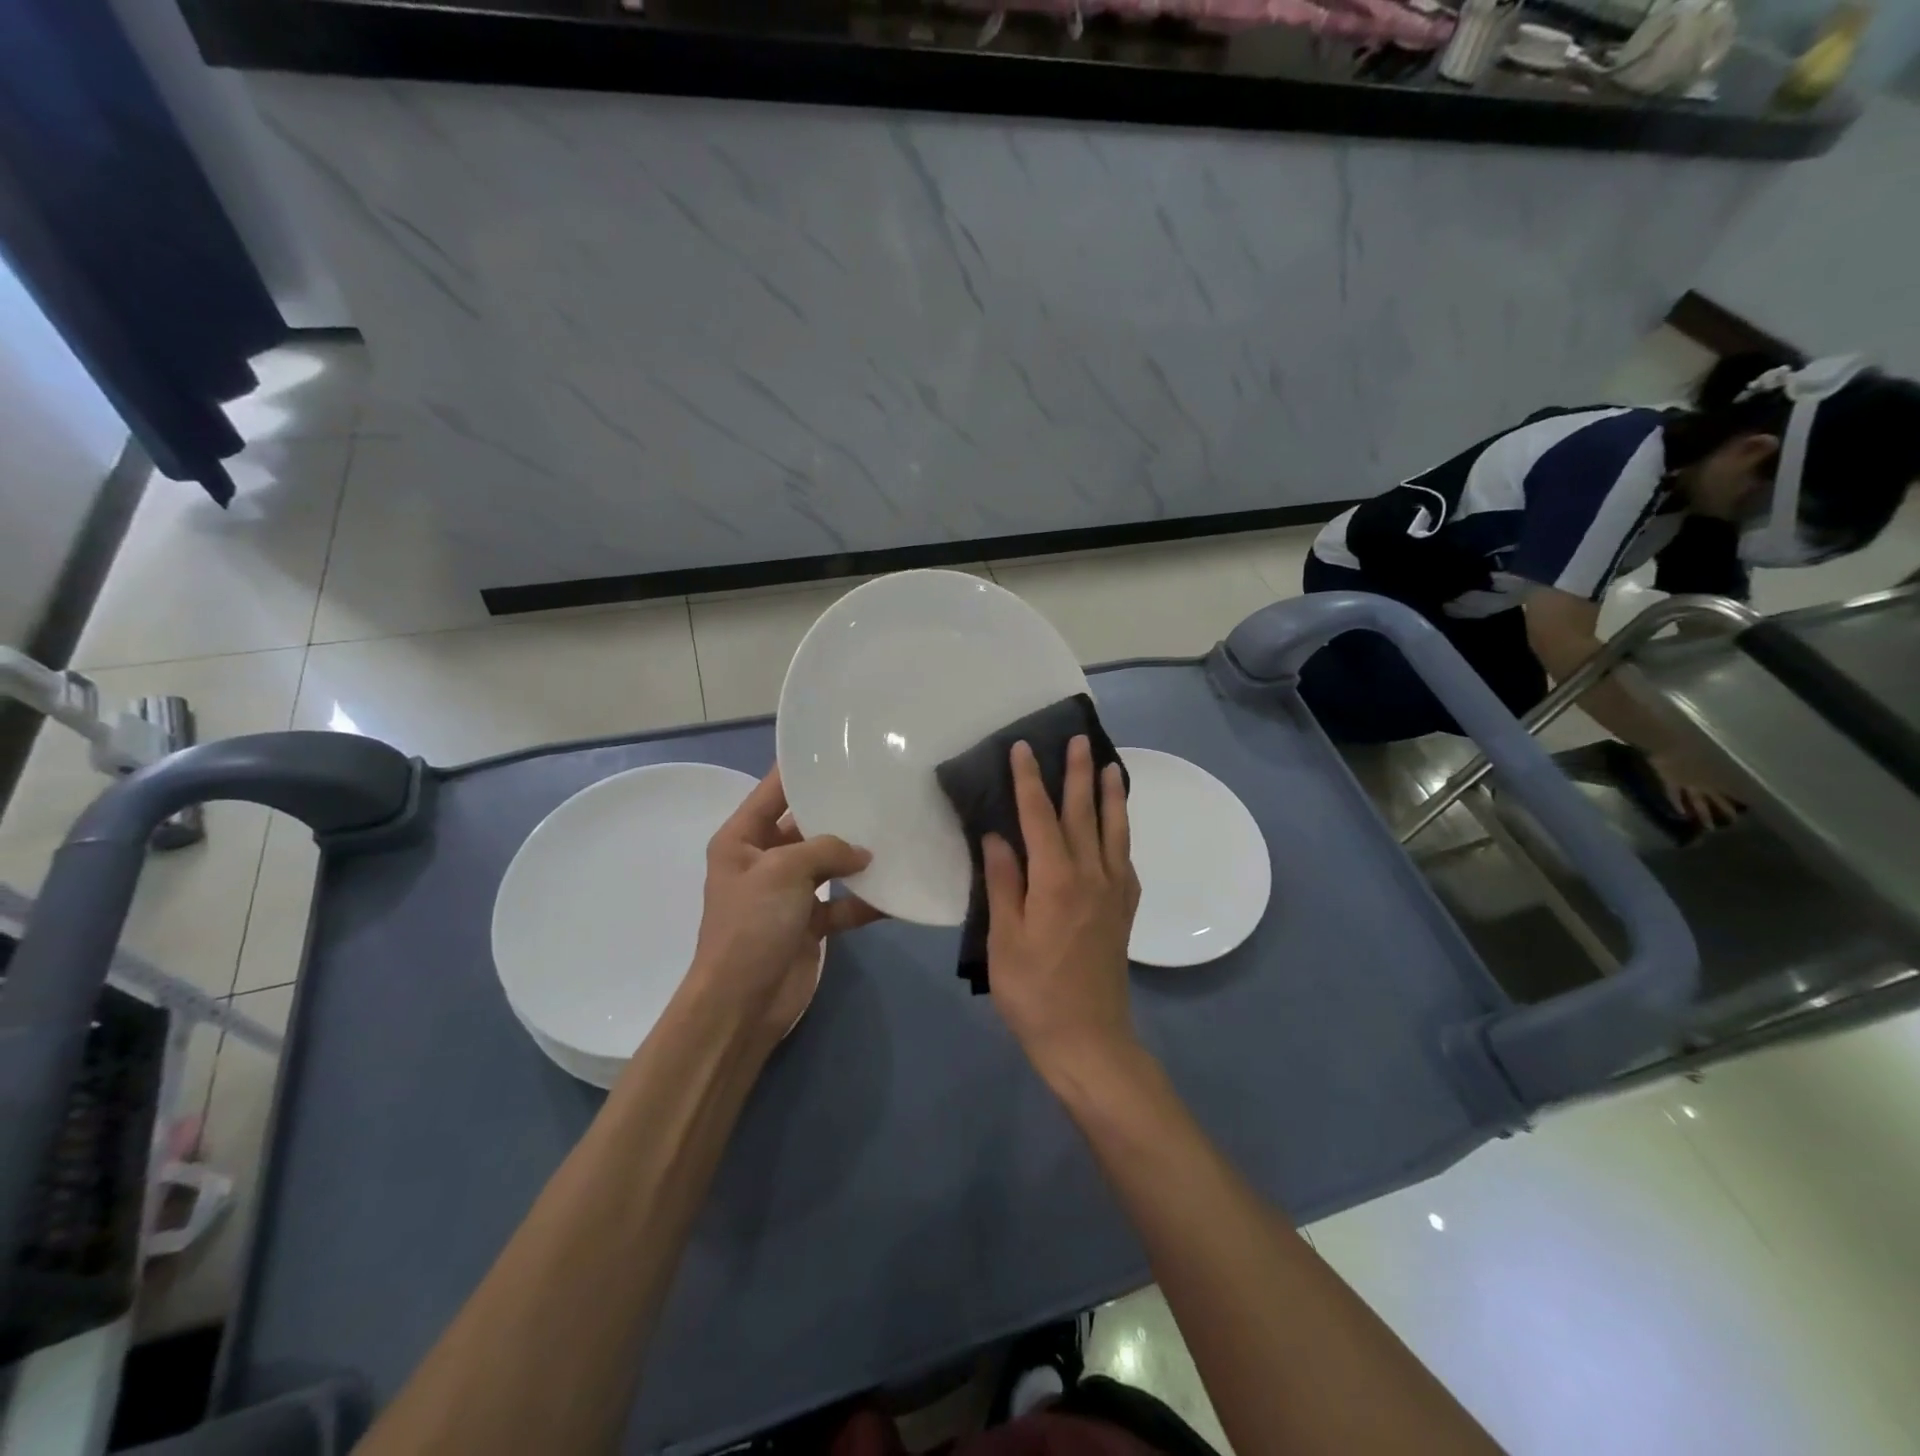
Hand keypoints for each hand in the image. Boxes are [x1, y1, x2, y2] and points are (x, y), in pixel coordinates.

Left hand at [686, 767, 881, 1045]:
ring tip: (897, 834)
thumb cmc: (752, 924)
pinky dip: (864, 901)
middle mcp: (763, 860)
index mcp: (742, 839)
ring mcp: (787, 893)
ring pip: (828, 864)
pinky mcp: (808, 923)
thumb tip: (864, 852)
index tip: (839, 749)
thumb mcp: (784, 871)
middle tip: (882, 790)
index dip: (801, 769)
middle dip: (839, 813)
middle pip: (806, 826)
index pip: (774, 791)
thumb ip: (826, 849)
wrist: (743, 1002)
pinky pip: (841, 903)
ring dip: (857, 858)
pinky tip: (896, 892)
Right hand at [983, 737, 1141, 1089]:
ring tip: (1112, 767)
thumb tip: (998, 837)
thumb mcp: (1004, 938)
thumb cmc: (1033, 992)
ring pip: (1114, 831)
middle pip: (1083, 814)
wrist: (1088, 1040)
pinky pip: (1125, 859)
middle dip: (1078, 774)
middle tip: (1078, 739)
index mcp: (1056, 880)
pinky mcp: (1123, 911)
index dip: (1030, 780)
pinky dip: (1121, 833)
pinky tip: (1118, 828)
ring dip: (1111, 796)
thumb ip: (1004, 883)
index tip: (1024, 748)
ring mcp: (1113, 892)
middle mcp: (1091, 876)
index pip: (1040, 816)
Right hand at [1647, 750, 1743, 830]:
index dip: (1744, 797)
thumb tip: (1740, 766)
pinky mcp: (1671, 783)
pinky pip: (1675, 795)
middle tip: (1736, 823)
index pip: (1734, 788)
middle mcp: (1705, 782)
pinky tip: (1681, 813)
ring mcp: (1687, 784)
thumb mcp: (1711, 747)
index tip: (1755, 807)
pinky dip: (1678, 804)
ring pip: (1698, 802)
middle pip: (1718, 799)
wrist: (1666, 742)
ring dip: (1704, 814)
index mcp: (1717, 773)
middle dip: (1727, 810)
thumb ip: (1719, 756)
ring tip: (1711, 827)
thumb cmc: (1690, 741)